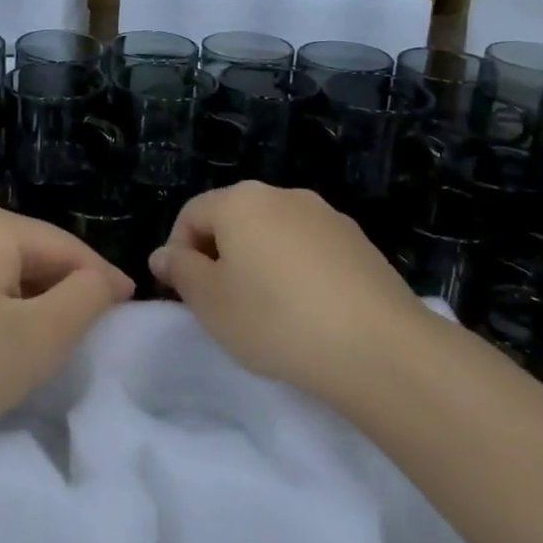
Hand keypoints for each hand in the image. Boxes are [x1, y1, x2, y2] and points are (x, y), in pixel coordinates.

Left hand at [0, 202, 133, 468]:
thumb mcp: (37, 338)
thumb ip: (85, 299)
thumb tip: (103, 282)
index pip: (67, 246)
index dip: (102, 279)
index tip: (129, 308)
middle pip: (29, 253)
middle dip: (61, 290)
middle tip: (85, 333)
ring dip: (23, 301)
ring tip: (38, 341)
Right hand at [150, 182, 427, 402]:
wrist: (378, 347)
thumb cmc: (276, 320)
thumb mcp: (210, 302)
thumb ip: (180, 272)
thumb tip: (164, 255)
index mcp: (240, 201)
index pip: (191, 214)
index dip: (178, 252)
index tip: (185, 295)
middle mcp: (283, 195)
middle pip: (234, 219)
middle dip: (220, 256)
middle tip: (222, 304)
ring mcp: (326, 215)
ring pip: (274, 233)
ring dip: (259, 263)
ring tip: (268, 311)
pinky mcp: (358, 242)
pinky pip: (309, 249)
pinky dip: (296, 271)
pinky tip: (308, 311)